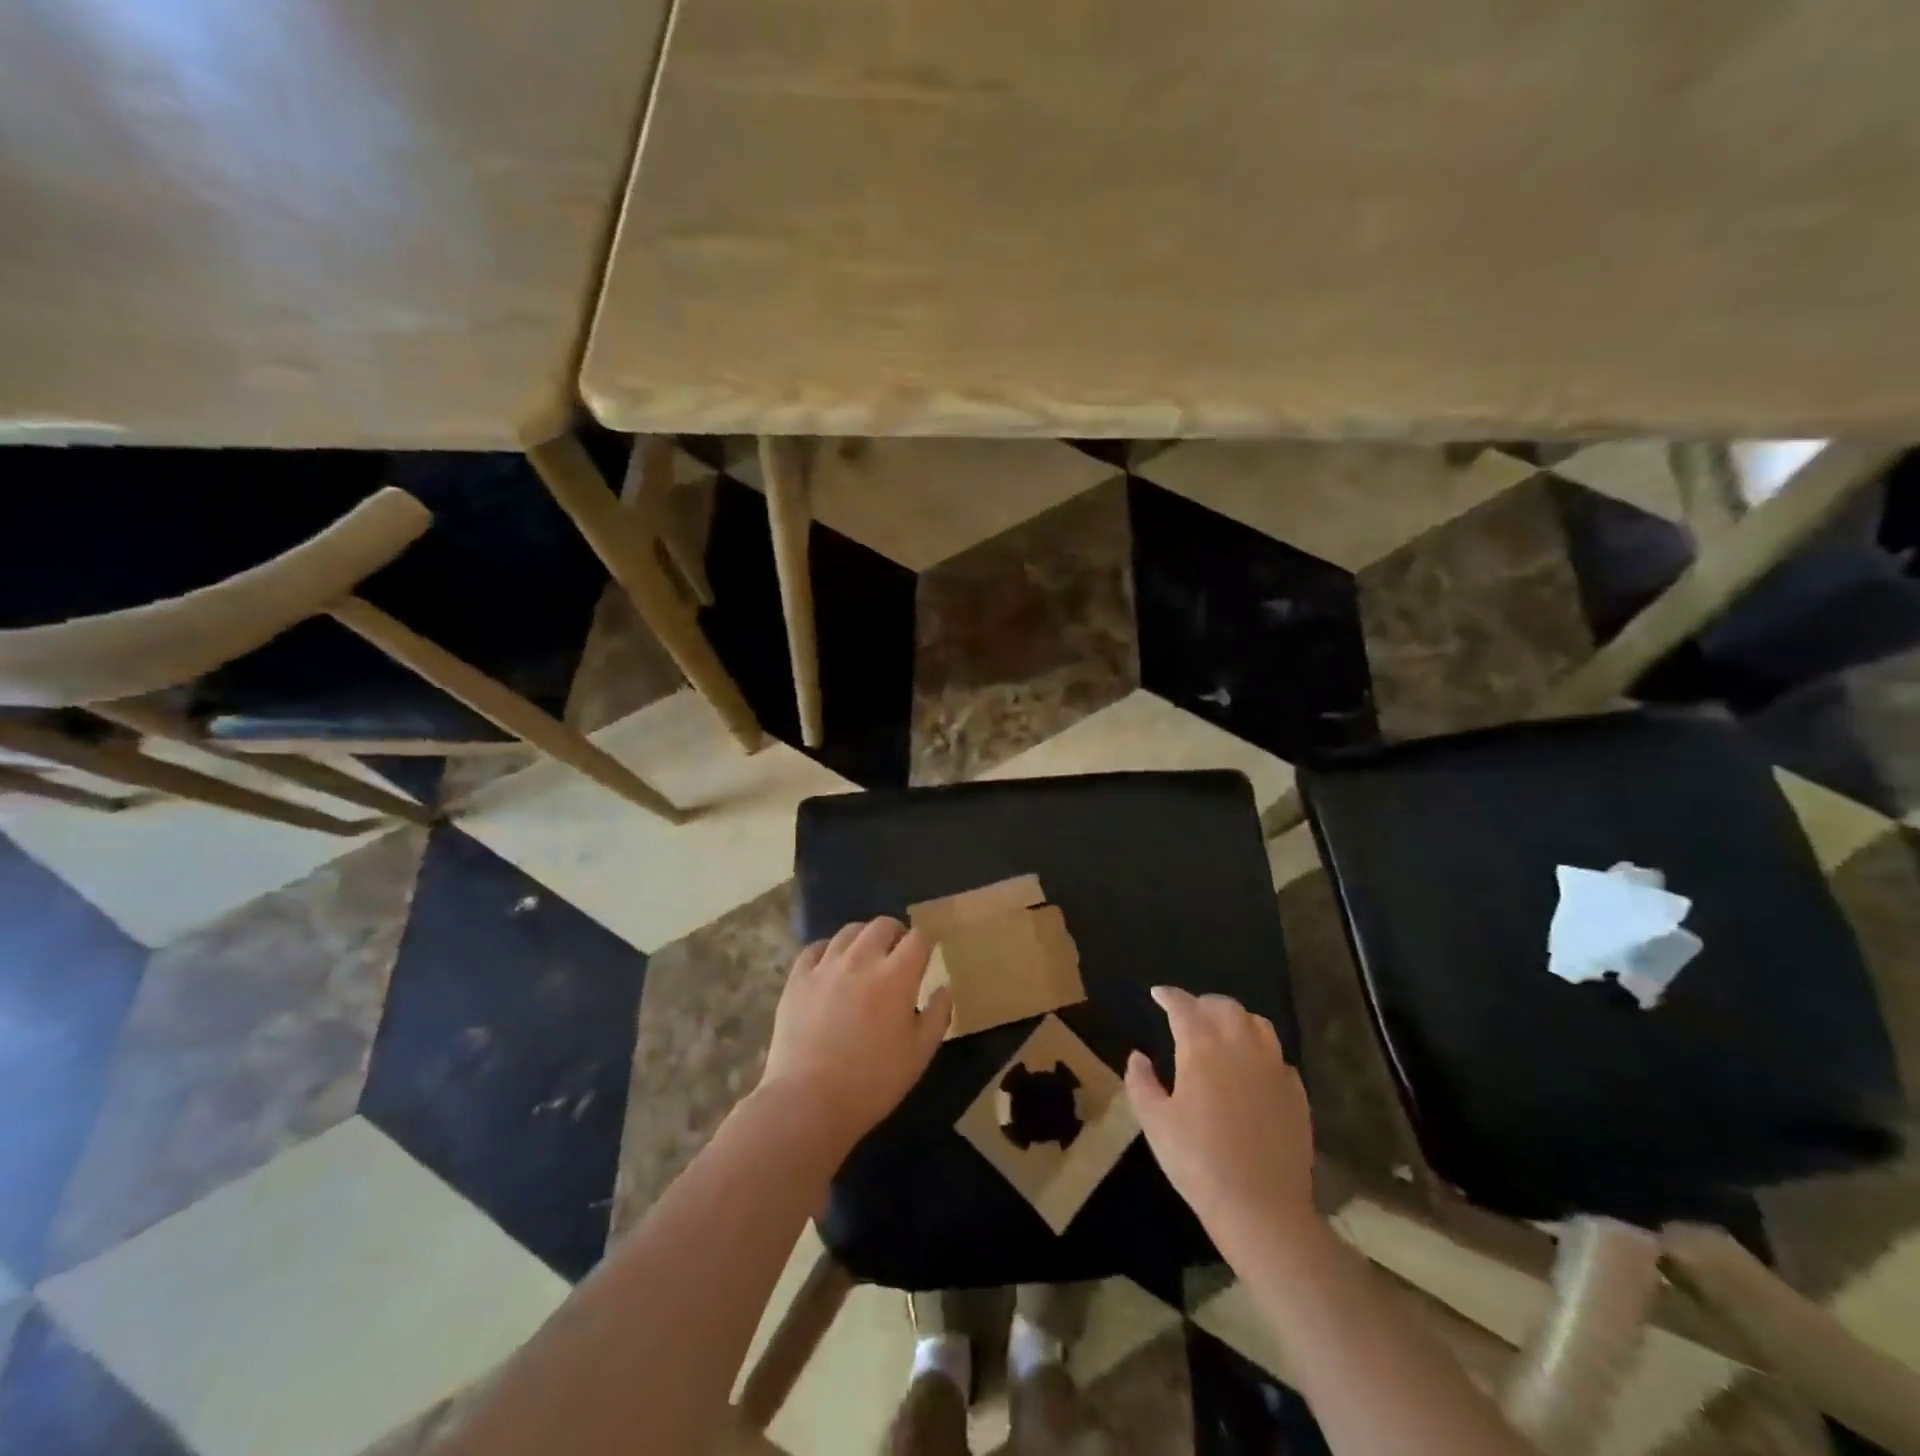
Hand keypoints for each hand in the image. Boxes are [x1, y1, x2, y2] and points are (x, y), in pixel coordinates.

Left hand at [758, 918, 952, 1150]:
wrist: (809, 1100)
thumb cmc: (873, 1081)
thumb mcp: (920, 1054)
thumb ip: (937, 1015)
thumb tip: (944, 988)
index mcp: (897, 975)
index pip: (918, 938)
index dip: (924, 944)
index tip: (925, 957)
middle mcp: (862, 959)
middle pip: (882, 925)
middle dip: (895, 934)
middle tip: (896, 955)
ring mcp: (826, 966)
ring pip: (849, 931)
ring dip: (863, 938)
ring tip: (864, 958)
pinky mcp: (798, 978)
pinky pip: (815, 948)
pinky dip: (828, 950)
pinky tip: (831, 966)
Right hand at [1125, 986, 1317, 1244]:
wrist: (1261, 1208)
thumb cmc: (1198, 1161)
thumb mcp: (1154, 1122)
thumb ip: (1141, 1082)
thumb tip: (1138, 1056)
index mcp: (1202, 1047)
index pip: (1183, 1006)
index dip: (1168, 996)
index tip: (1157, 994)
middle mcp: (1241, 1045)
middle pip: (1224, 1007)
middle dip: (1203, 1004)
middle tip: (1188, 1014)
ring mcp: (1273, 1067)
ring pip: (1257, 1024)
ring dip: (1236, 1020)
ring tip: (1222, 1032)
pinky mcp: (1296, 1092)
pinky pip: (1277, 1056)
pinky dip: (1260, 1051)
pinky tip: (1252, 1069)